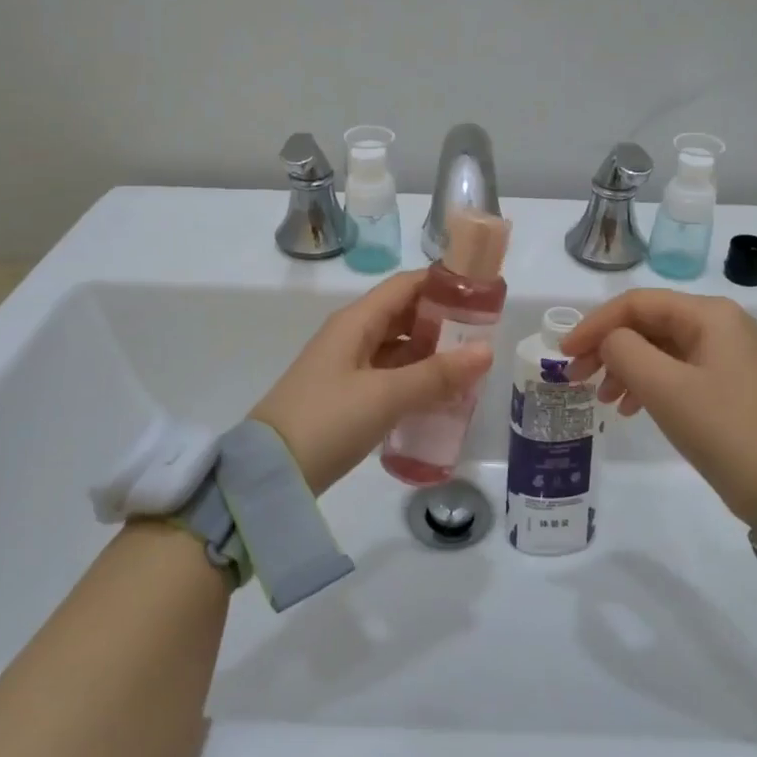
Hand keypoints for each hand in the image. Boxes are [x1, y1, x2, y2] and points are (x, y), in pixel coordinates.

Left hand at [250, 270, 493, 494]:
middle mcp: (350, 335)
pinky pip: (388, 375)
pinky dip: (413, 379)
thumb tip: (486, 350)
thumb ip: (437, 374)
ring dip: (429, 354)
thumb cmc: (328, 420)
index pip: (405, 286)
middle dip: (442, 322)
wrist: (271, 472)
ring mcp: (346, 366)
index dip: (442, 284)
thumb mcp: (386, 396)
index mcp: (356, 321)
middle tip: (483, 337)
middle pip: (403, 315)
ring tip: (469, 368)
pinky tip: (438, 396)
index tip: (481, 294)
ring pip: (396, 347)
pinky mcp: (345, 396)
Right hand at [563, 291, 756, 522]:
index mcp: (708, 314)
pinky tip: (628, 407)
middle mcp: (719, 324)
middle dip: (607, 347)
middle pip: (646, 323)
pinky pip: (673, 369)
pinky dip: (645, 383)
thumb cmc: (721, 428)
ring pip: (657, 347)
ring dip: (623, 367)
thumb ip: (623, 350)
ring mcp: (724, 353)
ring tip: (602, 399)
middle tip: (576, 376)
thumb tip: (610, 341)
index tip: (564, 353)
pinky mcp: (725, 382)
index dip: (594, 324)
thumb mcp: (662, 386)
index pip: (636, 303)